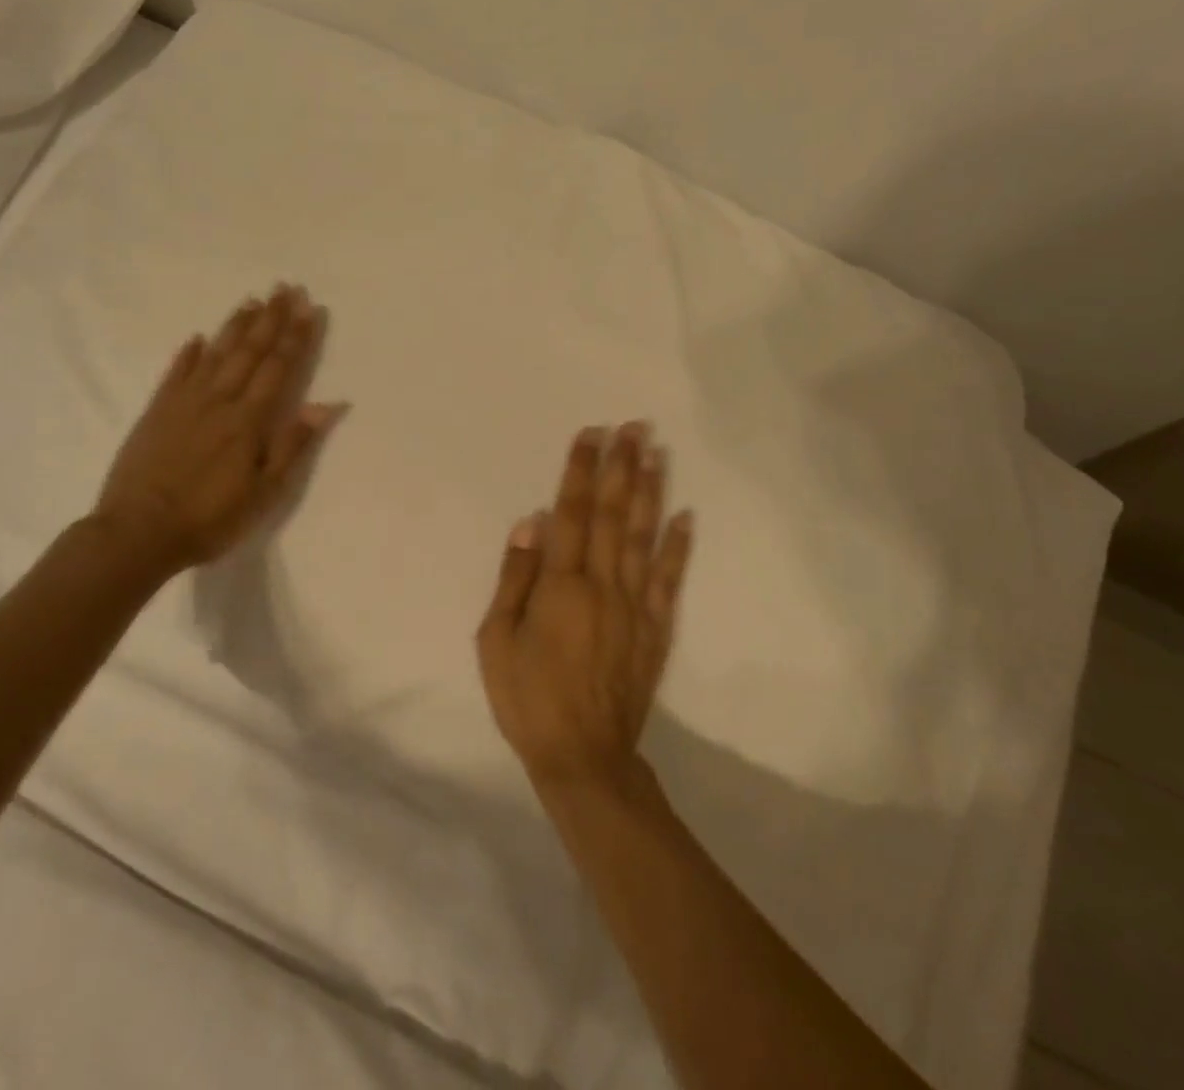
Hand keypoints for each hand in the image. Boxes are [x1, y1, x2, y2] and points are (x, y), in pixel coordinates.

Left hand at [92, 284, 346, 579]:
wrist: (137, 533)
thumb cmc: (209, 518)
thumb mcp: (264, 492)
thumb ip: (293, 444)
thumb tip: (325, 404)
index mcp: (248, 420)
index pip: (278, 367)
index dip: (296, 337)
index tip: (309, 308)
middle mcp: (218, 400)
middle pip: (249, 351)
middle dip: (271, 319)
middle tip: (285, 288)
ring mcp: (183, 403)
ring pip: (215, 354)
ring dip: (235, 326)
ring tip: (252, 300)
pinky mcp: (156, 412)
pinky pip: (176, 373)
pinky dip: (188, 353)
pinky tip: (198, 337)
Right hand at [476, 422, 694, 790]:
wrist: (583, 757)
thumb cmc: (528, 698)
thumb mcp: (496, 640)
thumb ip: (515, 577)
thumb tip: (532, 522)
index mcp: (561, 585)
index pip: (573, 513)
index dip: (581, 470)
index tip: (592, 433)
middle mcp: (603, 585)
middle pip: (615, 514)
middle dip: (622, 466)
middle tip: (635, 426)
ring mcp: (636, 606)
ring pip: (645, 537)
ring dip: (651, 491)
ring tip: (658, 452)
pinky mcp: (656, 629)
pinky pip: (671, 580)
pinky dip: (679, 545)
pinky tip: (686, 515)